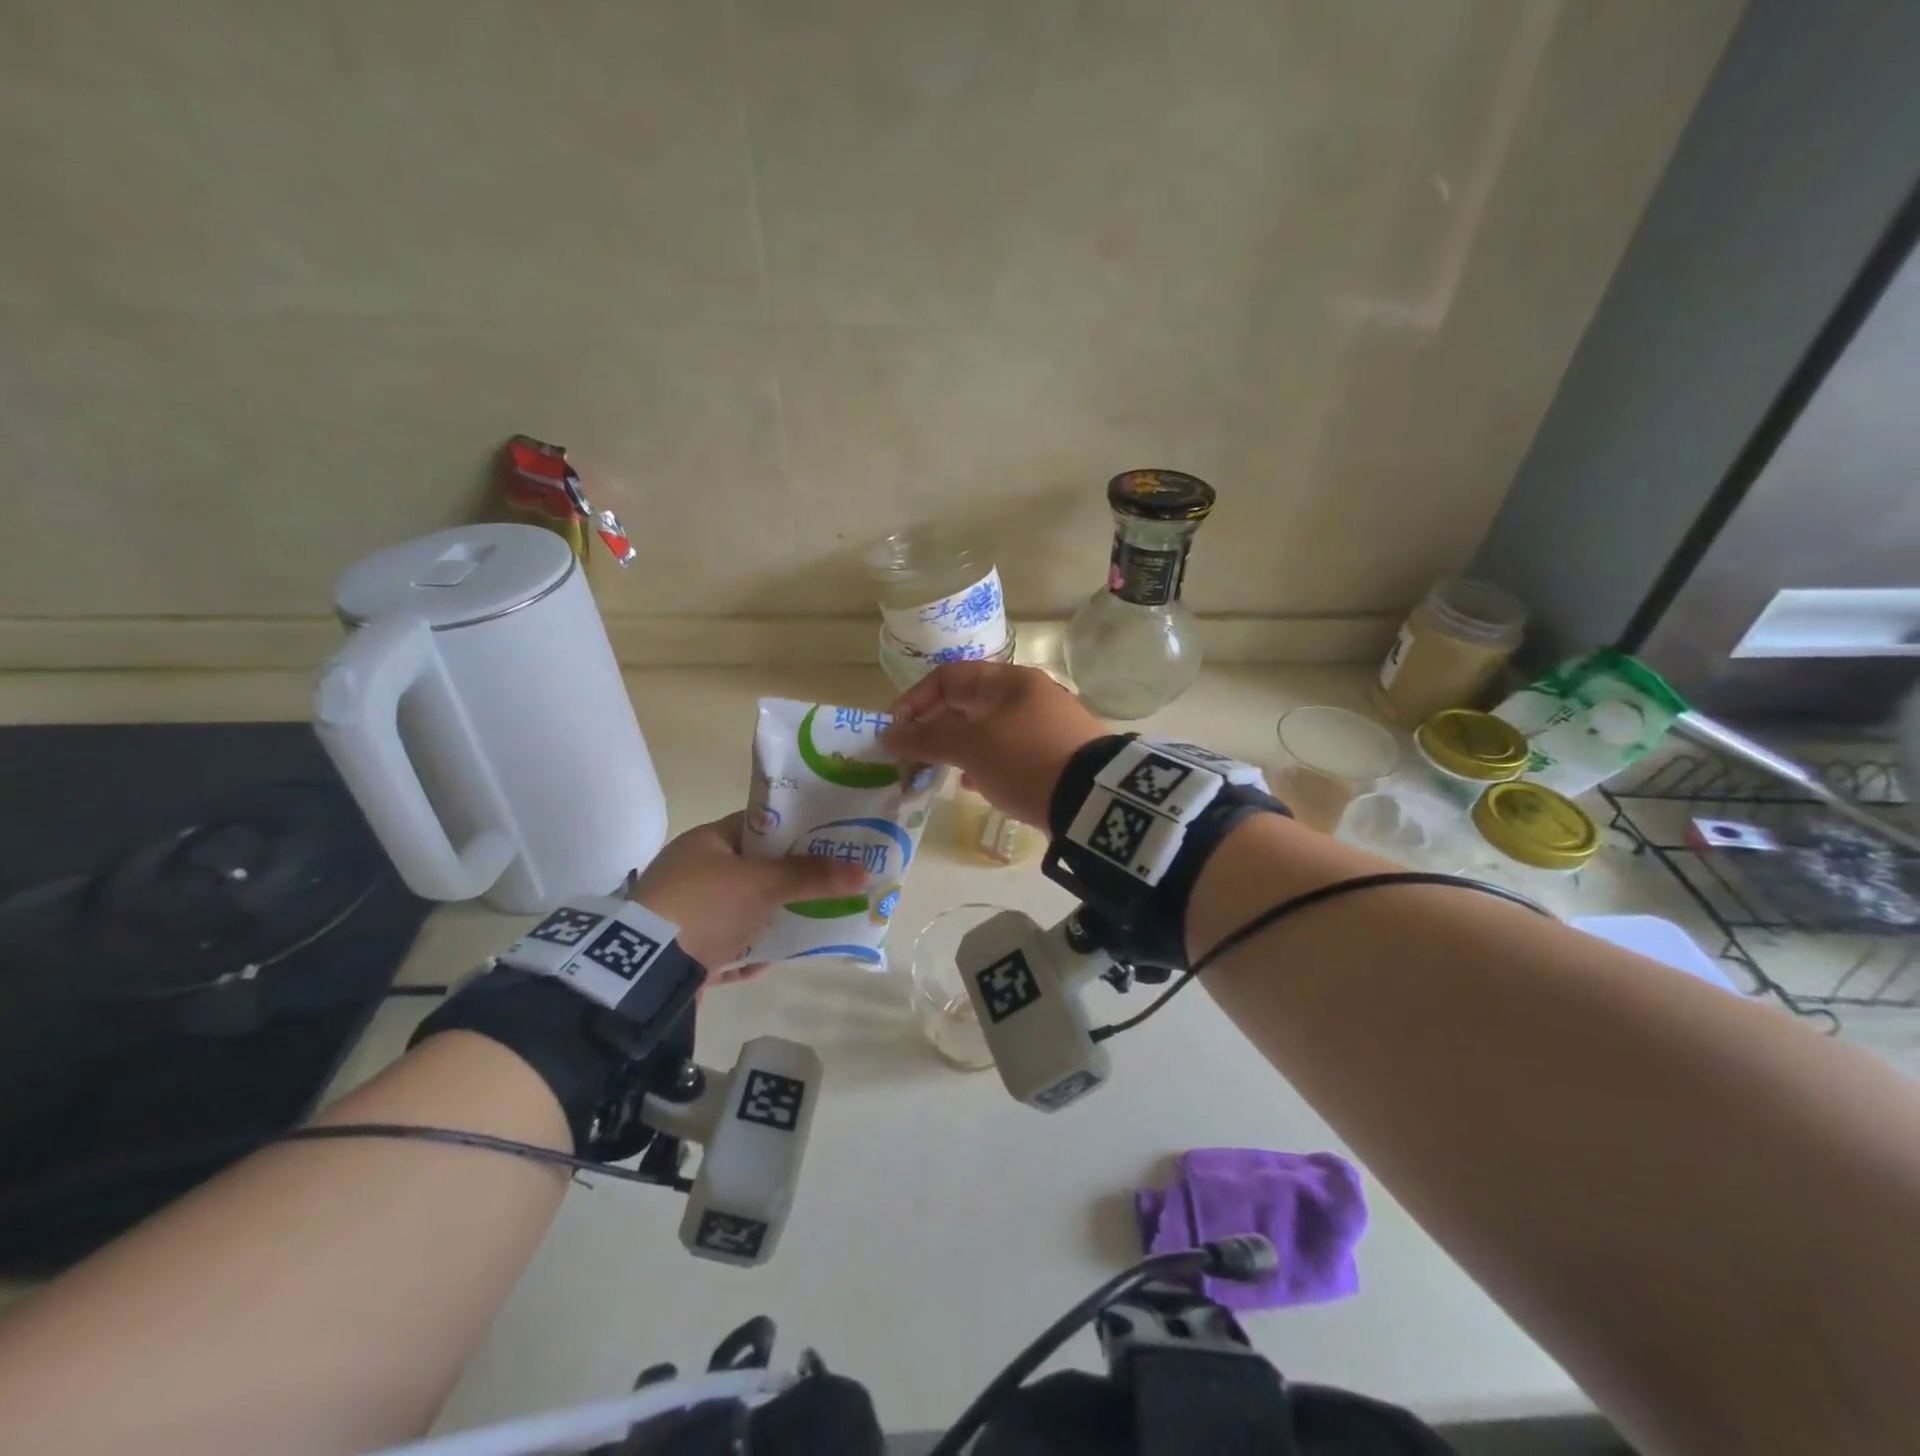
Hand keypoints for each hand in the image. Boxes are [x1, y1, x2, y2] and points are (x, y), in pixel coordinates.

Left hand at [626, 813, 864, 978]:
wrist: (646, 970)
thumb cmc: (705, 905)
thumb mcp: (763, 884)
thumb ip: (811, 876)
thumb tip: (863, 871)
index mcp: (706, 842)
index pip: (756, 825)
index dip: (793, 831)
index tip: (827, 840)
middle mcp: (692, 873)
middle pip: (751, 871)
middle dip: (787, 880)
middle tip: (826, 883)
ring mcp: (684, 914)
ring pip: (740, 911)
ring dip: (770, 919)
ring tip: (810, 922)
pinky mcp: (682, 952)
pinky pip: (726, 947)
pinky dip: (748, 951)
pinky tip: (772, 958)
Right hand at [883, 662, 1106, 827]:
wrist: (1093, 801)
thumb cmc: (1024, 760)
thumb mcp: (970, 747)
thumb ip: (926, 737)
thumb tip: (889, 734)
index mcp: (1008, 681)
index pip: (948, 677)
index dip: (915, 700)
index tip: (894, 731)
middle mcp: (1027, 696)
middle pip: (966, 704)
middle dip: (933, 728)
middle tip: (910, 756)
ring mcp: (1043, 726)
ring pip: (985, 730)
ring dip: (956, 748)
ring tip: (934, 772)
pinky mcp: (1053, 755)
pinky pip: (1006, 752)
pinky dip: (983, 763)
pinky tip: (972, 785)